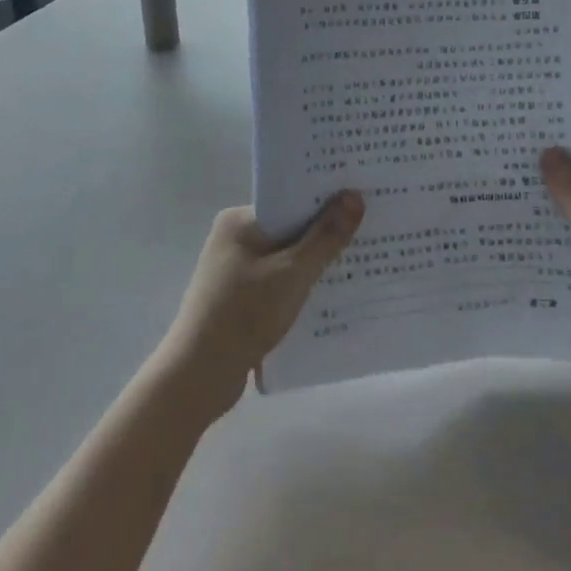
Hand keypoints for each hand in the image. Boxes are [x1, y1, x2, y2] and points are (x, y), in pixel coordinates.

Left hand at [156, 193, 364, 419]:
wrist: (199, 375)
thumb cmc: (244, 314)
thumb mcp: (292, 273)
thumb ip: (325, 236)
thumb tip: (354, 195)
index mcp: (239, 221)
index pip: (290, 199)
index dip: (326, 199)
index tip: (363, 198)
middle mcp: (235, 238)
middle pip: (290, 227)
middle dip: (326, 232)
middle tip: (372, 229)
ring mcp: (236, 269)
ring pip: (287, 257)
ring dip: (316, 262)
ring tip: (362, 260)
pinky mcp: (240, 297)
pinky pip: (279, 281)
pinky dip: (302, 286)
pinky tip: (334, 294)